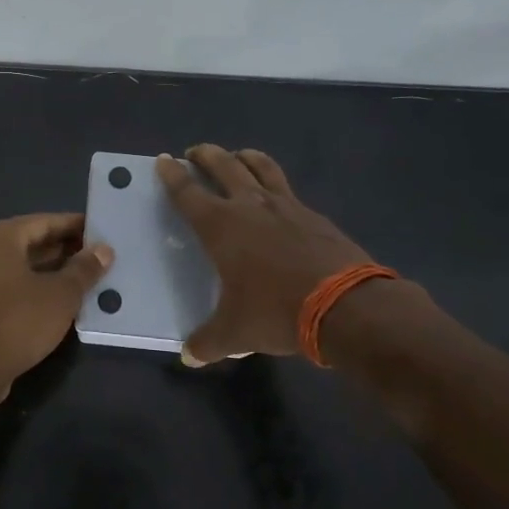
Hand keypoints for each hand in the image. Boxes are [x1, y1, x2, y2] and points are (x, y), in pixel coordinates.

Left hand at [0, 213, 112, 395]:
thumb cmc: (18, 321)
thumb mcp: (61, 294)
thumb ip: (84, 269)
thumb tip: (104, 250)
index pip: (44, 222)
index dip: (74, 226)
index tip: (100, 231)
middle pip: (29, 242)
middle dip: (63, 249)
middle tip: (97, 256)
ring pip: (19, 266)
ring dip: (50, 270)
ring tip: (85, 278)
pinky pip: (8, 285)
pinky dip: (33, 287)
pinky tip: (58, 300)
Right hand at [157, 146, 392, 364]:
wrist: (345, 306)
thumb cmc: (276, 312)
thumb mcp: (235, 333)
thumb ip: (208, 342)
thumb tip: (189, 356)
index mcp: (221, 226)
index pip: (188, 193)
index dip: (172, 176)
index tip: (163, 160)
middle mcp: (250, 206)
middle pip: (223, 166)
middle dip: (206, 155)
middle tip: (195, 152)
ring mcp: (286, 206)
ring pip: (261, 166)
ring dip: (244, 157)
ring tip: (237, 156)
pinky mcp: (314, 216)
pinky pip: (288, 190)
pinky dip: (275, 184)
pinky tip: (277, 198)